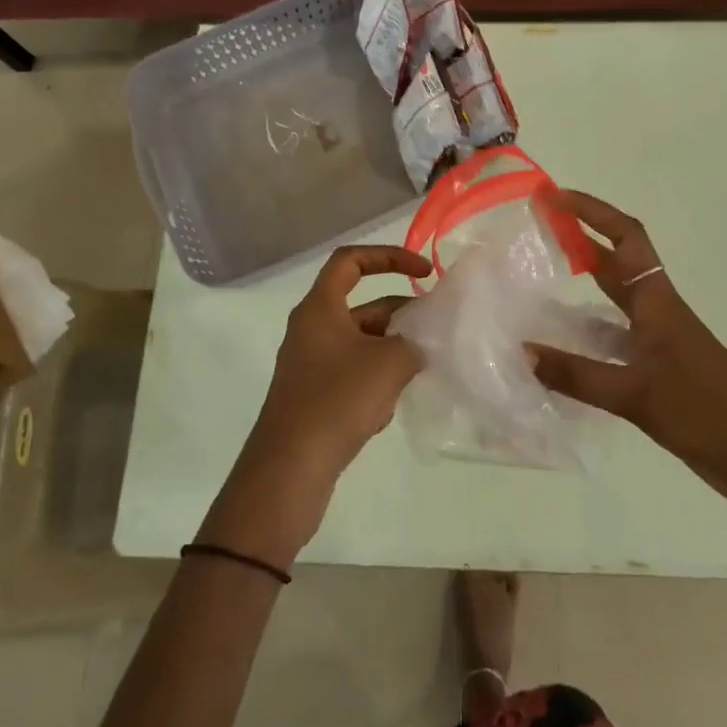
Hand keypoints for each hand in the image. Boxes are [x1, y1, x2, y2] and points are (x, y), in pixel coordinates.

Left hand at [201, 245, 431, 568]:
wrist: (291, 468)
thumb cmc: (337, 400)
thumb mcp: (388, 363)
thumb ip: (413, 343)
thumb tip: (417, 346)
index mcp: (320, 308)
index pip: (351, 261)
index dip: (389, 257)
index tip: (424, 272)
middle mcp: (312, 329)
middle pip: (362, 305)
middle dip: (401, 312)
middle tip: (435, 327)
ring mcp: (311, 364)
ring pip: (361, 342)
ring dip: (393, 348)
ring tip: (424, 365)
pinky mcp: (315, 396)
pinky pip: (353, 372)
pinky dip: (378, 377)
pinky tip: (395, 401)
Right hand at [531, 192, 726, 540]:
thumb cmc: (709, 415)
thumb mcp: (638, 396)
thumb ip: (578, 375)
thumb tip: (521, 351)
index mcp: (659, 303)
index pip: (626, 238)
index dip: (592, 211)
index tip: (554, 198)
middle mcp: (658, 314)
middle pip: (617, 263)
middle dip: (580, 240)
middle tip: (536, 231)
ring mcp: (660, 344)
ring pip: (614, 302)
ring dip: (581, 287)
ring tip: (538, 287)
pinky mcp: (659, 373)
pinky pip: (614, 341)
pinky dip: (586, 337)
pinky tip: (560, 352)